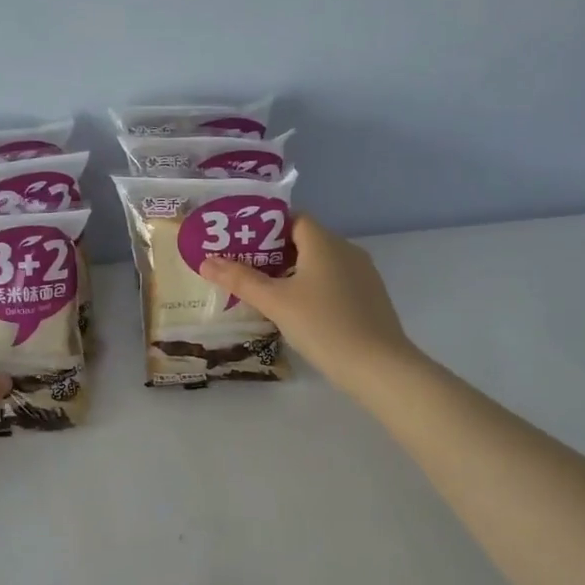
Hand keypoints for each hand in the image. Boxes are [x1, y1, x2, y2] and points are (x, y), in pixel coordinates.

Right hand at [201, 216, 422, 400]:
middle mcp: (346, 250)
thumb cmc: (323, 326)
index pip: (292, 218)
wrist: (379, 366)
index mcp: (324, 242)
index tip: (239, 242)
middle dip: (273, 252)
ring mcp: (362, 274)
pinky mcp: (369, 297)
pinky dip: (313, 287)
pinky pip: (334, 281)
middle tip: (243, 269)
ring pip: (320, 263)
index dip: (264, 226)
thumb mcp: (276, 303)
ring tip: (265, 292)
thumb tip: (206, 261)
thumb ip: (240, 280)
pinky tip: (298, 311)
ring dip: (293, 272)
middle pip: (304, 240)